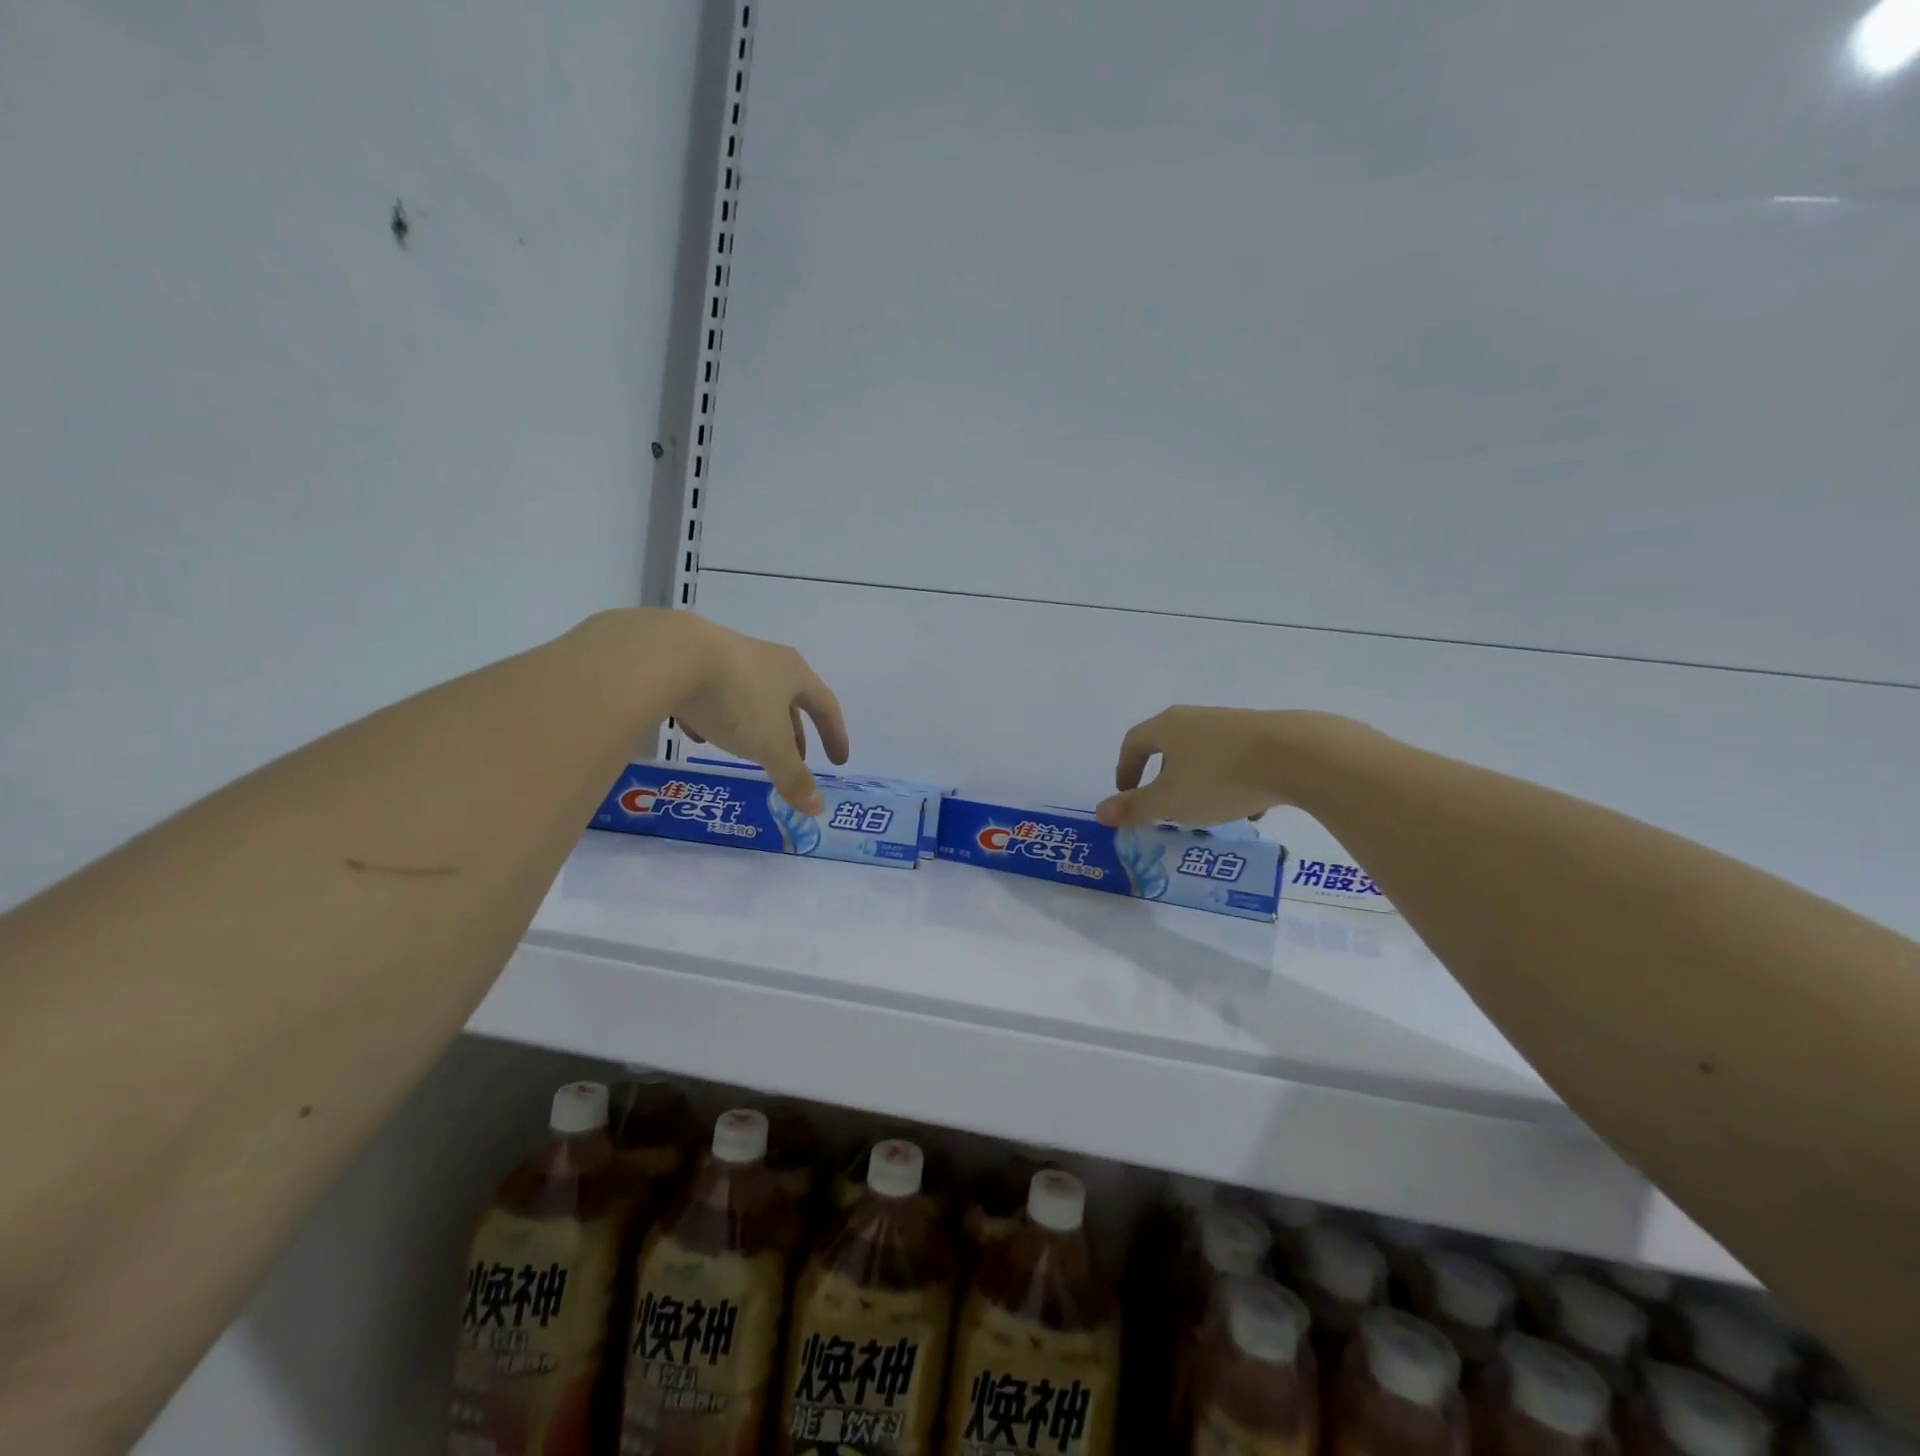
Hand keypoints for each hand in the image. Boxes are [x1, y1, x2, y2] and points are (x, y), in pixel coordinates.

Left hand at [663, 614, 849, 815]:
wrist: (670, 656)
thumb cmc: (736, 699)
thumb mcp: (769, 745)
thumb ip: (792, 776)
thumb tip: (816, 808)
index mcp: (793, 673)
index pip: (825, 705)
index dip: (835, 735)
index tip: (838, 761)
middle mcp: (765, 660)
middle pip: (788, 700)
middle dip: (793, 734)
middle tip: (795, 760)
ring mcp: (726, 657)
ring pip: (749, 696)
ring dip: (755, 725)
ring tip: (748, 751)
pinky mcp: (691, 661)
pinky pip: (711, 694)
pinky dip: (714, 717)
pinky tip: (699, 734)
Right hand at [1095, 707, 1355, 827]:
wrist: (1297, 756)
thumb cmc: (1220, 778)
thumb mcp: (1171, 802)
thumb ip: (1134, 808)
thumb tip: (1100, 812)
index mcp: (1168, 727)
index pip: (1134, 742)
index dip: (1126, 769)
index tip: (1127, 794)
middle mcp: (1197, 718)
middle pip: (1170, 745)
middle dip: (1164, 777)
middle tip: (1166, 805)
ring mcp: (1233, 723)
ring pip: (1205, 754)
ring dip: (1199, 781)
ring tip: (1208, 812)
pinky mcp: (1265, 734)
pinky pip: (1236, 759)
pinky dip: (1231, 781)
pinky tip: (1248, 806)